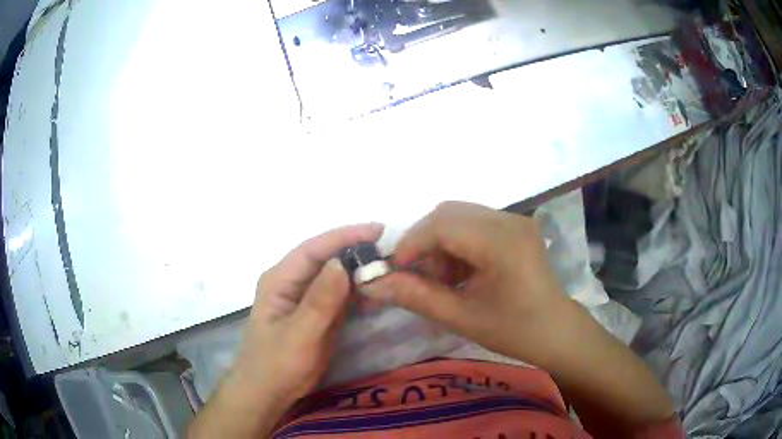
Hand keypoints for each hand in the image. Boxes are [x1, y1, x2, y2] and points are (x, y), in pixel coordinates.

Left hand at [189, 223, 383, 437]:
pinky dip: (358, 293)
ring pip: (336, 276)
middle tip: (390, 251)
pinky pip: (340, 296)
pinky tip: (376, 293)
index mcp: (280, 279)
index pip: (314, 249)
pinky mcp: (317, 314)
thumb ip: (320, 301)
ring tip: (389, 268)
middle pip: (326, 259)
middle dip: (356, 252)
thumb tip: (341, 264)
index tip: (378, 230)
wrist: (269, 393)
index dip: (345, 236)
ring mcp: (306, 299)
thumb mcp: (299, 335)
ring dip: (360, 272)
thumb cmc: (276, 364)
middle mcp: (293, 283)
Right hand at [362, 201, 568, 365]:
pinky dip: (456, 243)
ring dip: (440, 242)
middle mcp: (509, 220)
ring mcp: (514, 220)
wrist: (556, 331)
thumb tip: (370, 284)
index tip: (395, 272)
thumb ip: (416, 296)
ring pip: (459, 216)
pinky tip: (460, 272)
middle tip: (419, 277)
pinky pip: (473, 222)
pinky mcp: (515, 226)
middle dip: (424, 242)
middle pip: (449, 213)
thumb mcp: (462, 318)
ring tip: (443, 279)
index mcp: (502, 243)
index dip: (411, 243)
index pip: (442, 224)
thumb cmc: (514, 331)